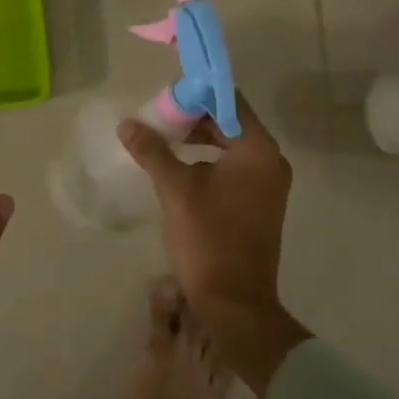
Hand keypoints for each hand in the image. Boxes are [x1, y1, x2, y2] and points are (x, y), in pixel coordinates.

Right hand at [118, 92, 310, 397]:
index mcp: (258, 149)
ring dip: (197, 138)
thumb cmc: (208, 239)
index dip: (196, 93)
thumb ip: (152, 151)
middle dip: (192, 117)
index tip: (164, 95)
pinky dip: (207, 159)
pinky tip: (178, 167)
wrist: (234, 304)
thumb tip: (128, 124)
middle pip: (229, 121)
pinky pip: (233, 167)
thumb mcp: (175, 189)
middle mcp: (270, 161)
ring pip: (229, 145)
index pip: (228, 100)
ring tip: (162, 139)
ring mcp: (268, 184)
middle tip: (156, 117)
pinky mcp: (259, 204)